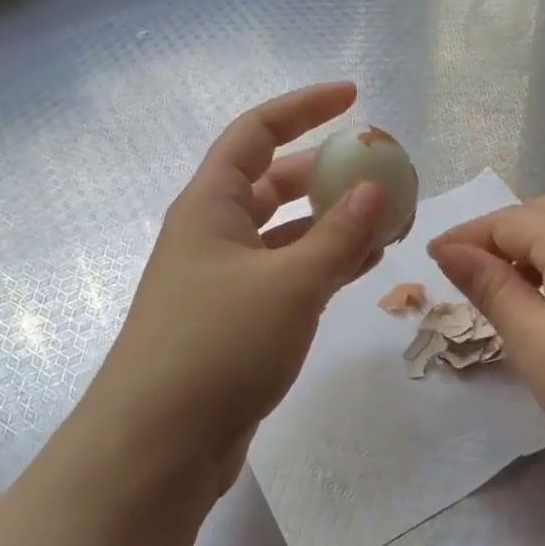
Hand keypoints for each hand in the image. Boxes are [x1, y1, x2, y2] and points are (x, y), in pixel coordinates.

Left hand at [83, 84, 385, 495]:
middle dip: (327, 171)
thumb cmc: (217, 346)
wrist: (157, 447)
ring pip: (286, 232)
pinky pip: (288, 274)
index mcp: (210, 204)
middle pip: (275, 181)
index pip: (258, 131)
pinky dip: (325, 264)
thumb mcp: (290, 283)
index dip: (304, 107)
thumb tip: (375, 189)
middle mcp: (213, 232)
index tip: (353, 98)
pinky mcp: (236, 320)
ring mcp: (223, 279)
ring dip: (333, 222)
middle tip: (381, 173)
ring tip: (388, 220)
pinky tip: (364, 266)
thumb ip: (339, 235)